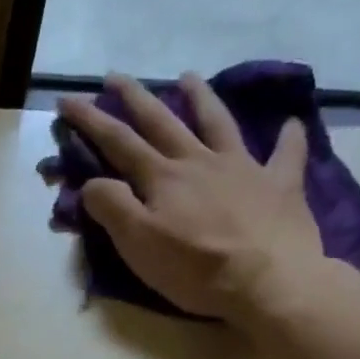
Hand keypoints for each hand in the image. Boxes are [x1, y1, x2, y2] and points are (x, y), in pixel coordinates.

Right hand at [58, 72, 323, 321]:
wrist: (267, 282)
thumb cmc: (195, 269)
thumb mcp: (138, 244)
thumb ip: (112, 208)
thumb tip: (92, 181)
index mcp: (162, 178)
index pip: (118, 142)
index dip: (91, 119)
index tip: (68, 98)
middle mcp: (199, 162)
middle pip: (162, 122)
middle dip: (135, 97)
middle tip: (116, 76)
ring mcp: (243, 168)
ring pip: (217, 123)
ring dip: (200, 98)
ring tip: (187, 76)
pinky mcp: (280, 185)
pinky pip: (286, 154)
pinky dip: (288, 137)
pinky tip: (290, 123)